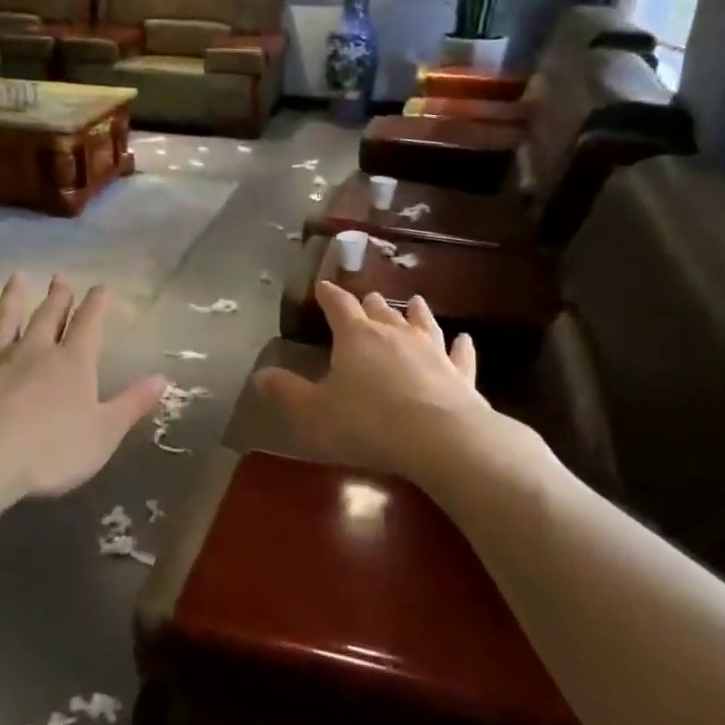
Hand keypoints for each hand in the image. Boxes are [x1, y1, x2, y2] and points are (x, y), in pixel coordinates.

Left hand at [0, 273, 165, 504]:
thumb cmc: (50, 451)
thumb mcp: (104, 434)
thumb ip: (132, 404)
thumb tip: (163, 378)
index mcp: (73, 363)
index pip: (89, 324)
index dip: (97, 304)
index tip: (101, 287)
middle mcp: (35, 351)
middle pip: (48, 315)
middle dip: (58, 296)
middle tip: (60, 277)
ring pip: (6, 319)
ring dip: (13, 298)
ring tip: (16, 279)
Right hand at [252, 283, 498, 481]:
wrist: (439, 439)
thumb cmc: (367, 423)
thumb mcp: (313, 413)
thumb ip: (286, 392)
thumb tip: (259, 375)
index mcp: (356, 337)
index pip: (339, 307)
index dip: (329, 296)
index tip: (322, 286)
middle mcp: (395, 335)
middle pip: (381, 312)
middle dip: (371, 304)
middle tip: (367, 298)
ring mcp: (431, 351)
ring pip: (422, 324)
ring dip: (416, 313)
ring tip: (415, 302)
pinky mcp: (459, 374)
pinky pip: (459, 354)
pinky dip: (460, 345)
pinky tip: (464, 339)